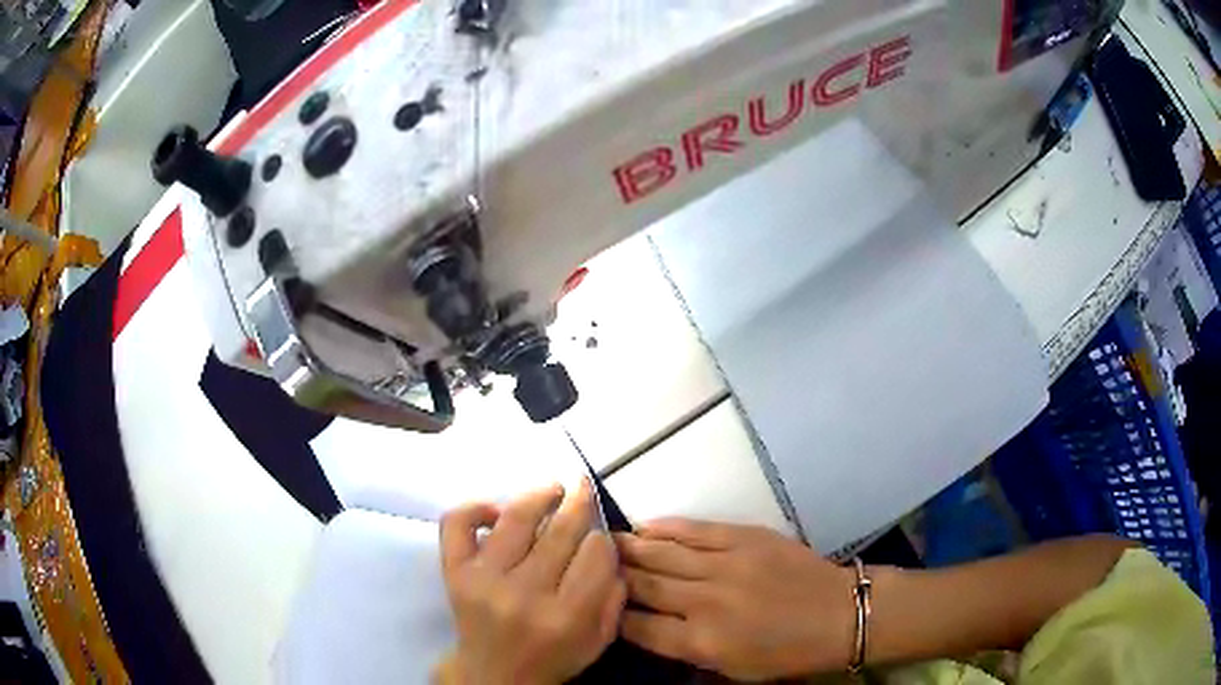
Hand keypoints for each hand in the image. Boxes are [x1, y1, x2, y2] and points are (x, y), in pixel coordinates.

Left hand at [436, 481, 626, 684]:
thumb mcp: (598, 639)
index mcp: (566, 616)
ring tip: (553, 489)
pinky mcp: (454, 573)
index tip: (599, 537)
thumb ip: (613, 596)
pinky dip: (476, 508)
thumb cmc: (553, 658)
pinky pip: (457, 525)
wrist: (494, 675)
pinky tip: (497, 511)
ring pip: (515, 519)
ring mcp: (484, 581)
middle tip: (583, 487)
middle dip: (578, 503)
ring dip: (539, 495)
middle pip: (560, 532)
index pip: (595, 553)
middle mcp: (524, 595)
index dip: (602, 538)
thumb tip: (609, 546)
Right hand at [615, 519, 854, 680]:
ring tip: (604, 540)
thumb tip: (647, 628)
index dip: (612, 614)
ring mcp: (725, 566)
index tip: (597, 603)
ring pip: (662, 554)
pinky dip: (667, 527)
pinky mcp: (745, 538)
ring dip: (630, 548)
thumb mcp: (732, 669)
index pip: (638, 626)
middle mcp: (705, 602)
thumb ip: (686, 651)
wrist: (837, 614)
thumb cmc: (785, 653)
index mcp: (701, 642)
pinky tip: (646, 526)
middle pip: (644, 586)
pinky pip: (696, 530)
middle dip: (612, 576)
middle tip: (587, 563)